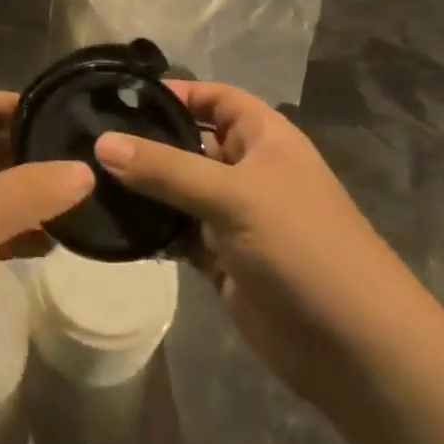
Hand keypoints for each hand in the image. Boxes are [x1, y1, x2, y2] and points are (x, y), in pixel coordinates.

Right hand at [94, 81, 428, 404]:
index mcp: (265, 139)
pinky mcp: (221, 259)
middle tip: (87, 136)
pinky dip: (150, 228)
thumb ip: (165, 168)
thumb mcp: (233, 195)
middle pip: (189, 142)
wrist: (357, 352)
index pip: (214, 97)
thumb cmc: (303, 248)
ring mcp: (234, 217)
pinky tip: (111, 222)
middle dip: (146, 140)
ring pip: (178, 190)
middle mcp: (248, 171)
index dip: (175, 91)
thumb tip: (101, 142)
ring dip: (142, 187)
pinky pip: (177, 232)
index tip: (119, 95)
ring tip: (87, 177)